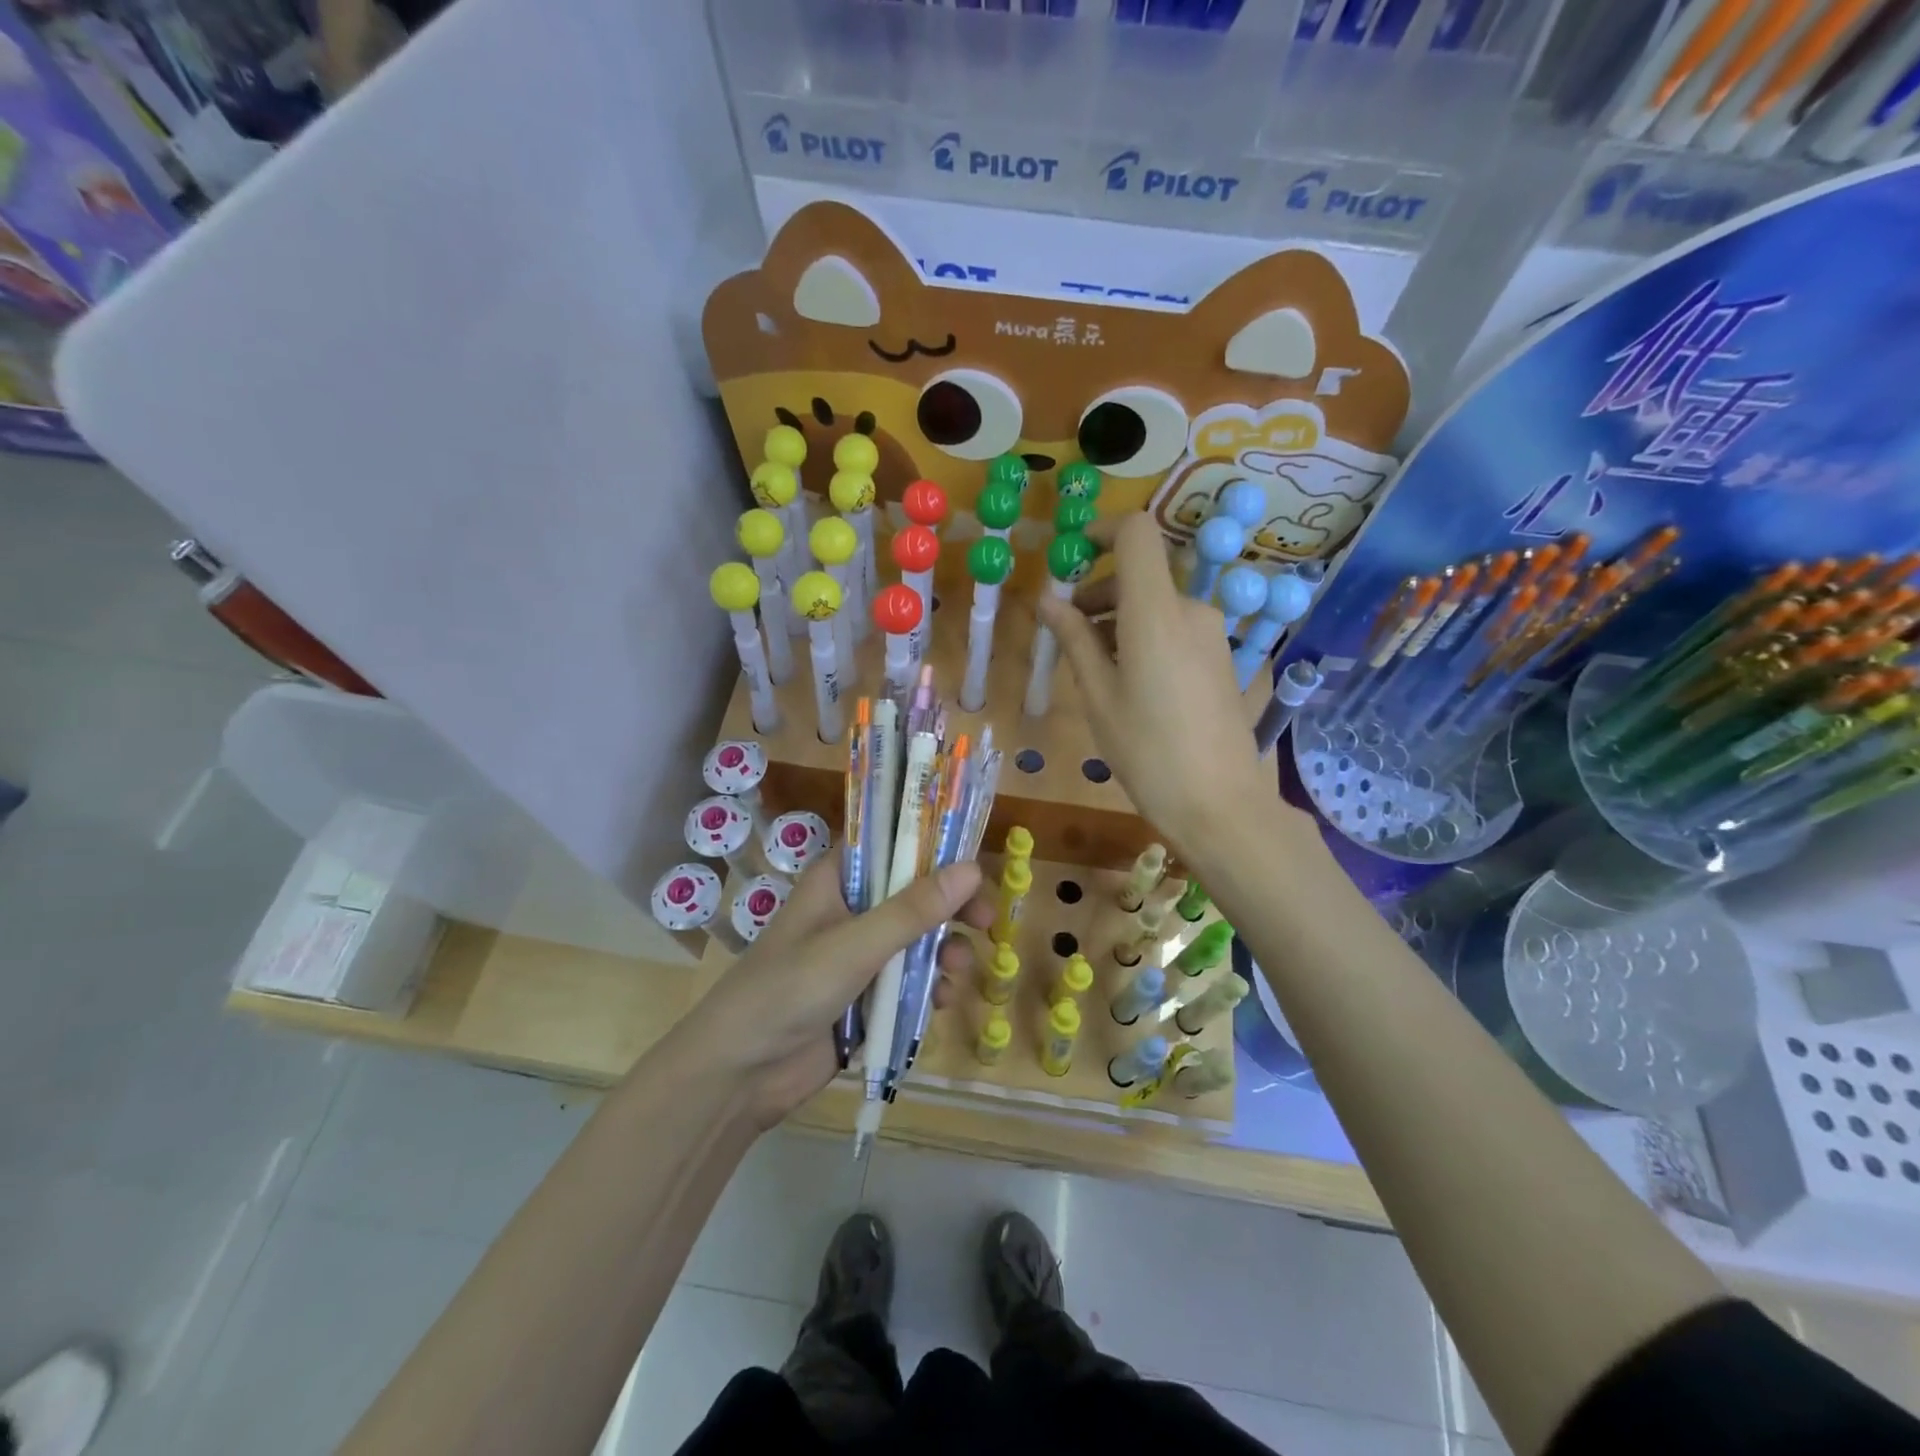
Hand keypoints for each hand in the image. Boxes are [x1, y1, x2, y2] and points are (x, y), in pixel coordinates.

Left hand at [686, 853, 992, 1128]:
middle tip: (986, 921)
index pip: (891, 845)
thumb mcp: (855, 945)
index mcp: (837, 879)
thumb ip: (913, 910)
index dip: (933, 847)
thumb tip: (972, 869)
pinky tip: (939, 1002)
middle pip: (913, 894)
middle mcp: (850, 909)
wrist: (739, 1074)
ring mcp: (857, 954)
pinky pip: (907, 981)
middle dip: (950, 908)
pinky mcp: (864, 995)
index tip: (974, 860)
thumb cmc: (790, 990)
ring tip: (959, 970)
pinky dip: (927, 987)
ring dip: (943, 951)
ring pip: (915, 939)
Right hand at [1037, 514, 1310, 866]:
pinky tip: (1130, 685)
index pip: (1137, 533)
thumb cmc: (1146, 750)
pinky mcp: (1221, 660)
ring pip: (1156, 606)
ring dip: (1119, 621)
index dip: (1103, 532)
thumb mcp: (1098, 696)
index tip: (1072, 559)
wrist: (1218, 803)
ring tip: (1094, 669)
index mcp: (1155, 612)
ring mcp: (1212, 636)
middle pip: (1141, 575)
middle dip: (1099, 593)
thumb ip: (1073, 639)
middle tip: (1066, 634)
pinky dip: (1144, 638)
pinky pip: (1175, 630)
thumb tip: (1047, 599)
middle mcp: (1190, 611)